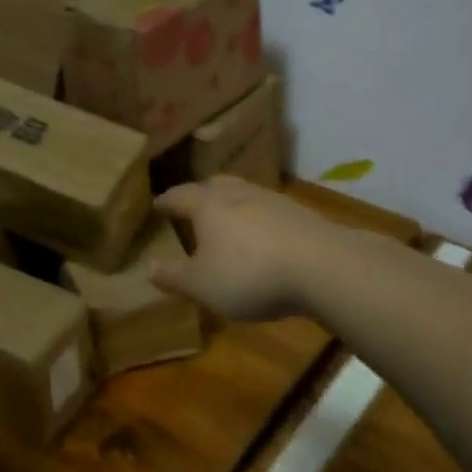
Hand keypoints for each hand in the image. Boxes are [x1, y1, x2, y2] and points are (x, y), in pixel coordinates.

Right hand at [149, 177, 339, 321]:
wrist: (322, 266)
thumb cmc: (249, 274)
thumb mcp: (202, 286)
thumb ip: (174, 277)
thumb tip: (149, 267)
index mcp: (207, 205)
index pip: (179, 196)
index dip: (165, 201)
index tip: (156, 205)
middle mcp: (237, 193)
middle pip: (213, 185)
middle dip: (200, 195)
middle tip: (191, 207)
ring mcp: (272, 200)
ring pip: (243, 195)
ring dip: (231, 206)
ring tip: (226, 223)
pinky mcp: (299, 214)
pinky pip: (268, 211)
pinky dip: (257, 220)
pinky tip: (261, 239)